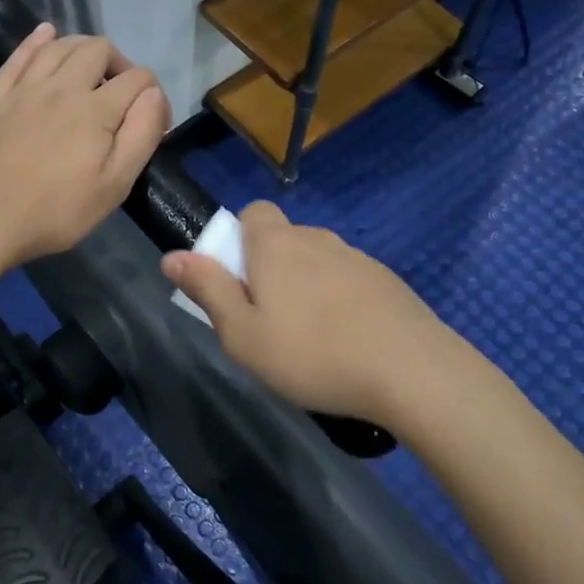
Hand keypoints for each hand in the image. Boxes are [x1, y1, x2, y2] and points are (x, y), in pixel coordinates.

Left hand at [0, 24, 170, 269]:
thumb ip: (141, 135)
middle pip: (99, 49)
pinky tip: (46, 35)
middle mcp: (62, 86)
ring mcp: (25, 89)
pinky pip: (20, 56)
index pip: (137, 79)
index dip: (156, 96)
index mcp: (95, 109)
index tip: (155, 125)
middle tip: (123, 98)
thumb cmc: (54, 211)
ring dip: (84, 48)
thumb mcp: (114, 185)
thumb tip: (154, 94)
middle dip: (121, 65)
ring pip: (60, 45)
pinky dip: (37, 41)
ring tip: (93, 71)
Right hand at [162, 201, 452, 424]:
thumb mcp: (242, 334)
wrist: (412, 371)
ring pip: (317, 263)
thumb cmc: (311, 353)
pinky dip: (339, 303)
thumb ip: (207, 290)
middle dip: (270, 270)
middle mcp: (317, 239)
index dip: (239, 239)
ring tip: (310, 341)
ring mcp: (357, 258)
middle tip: (268, 322)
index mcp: (276, 244)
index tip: (239, 281)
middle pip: (283, 240)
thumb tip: (171, 256)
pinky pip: (348, 282)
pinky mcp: (387, 282)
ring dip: (306, 288)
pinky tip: (347, 344)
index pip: (252, 212)